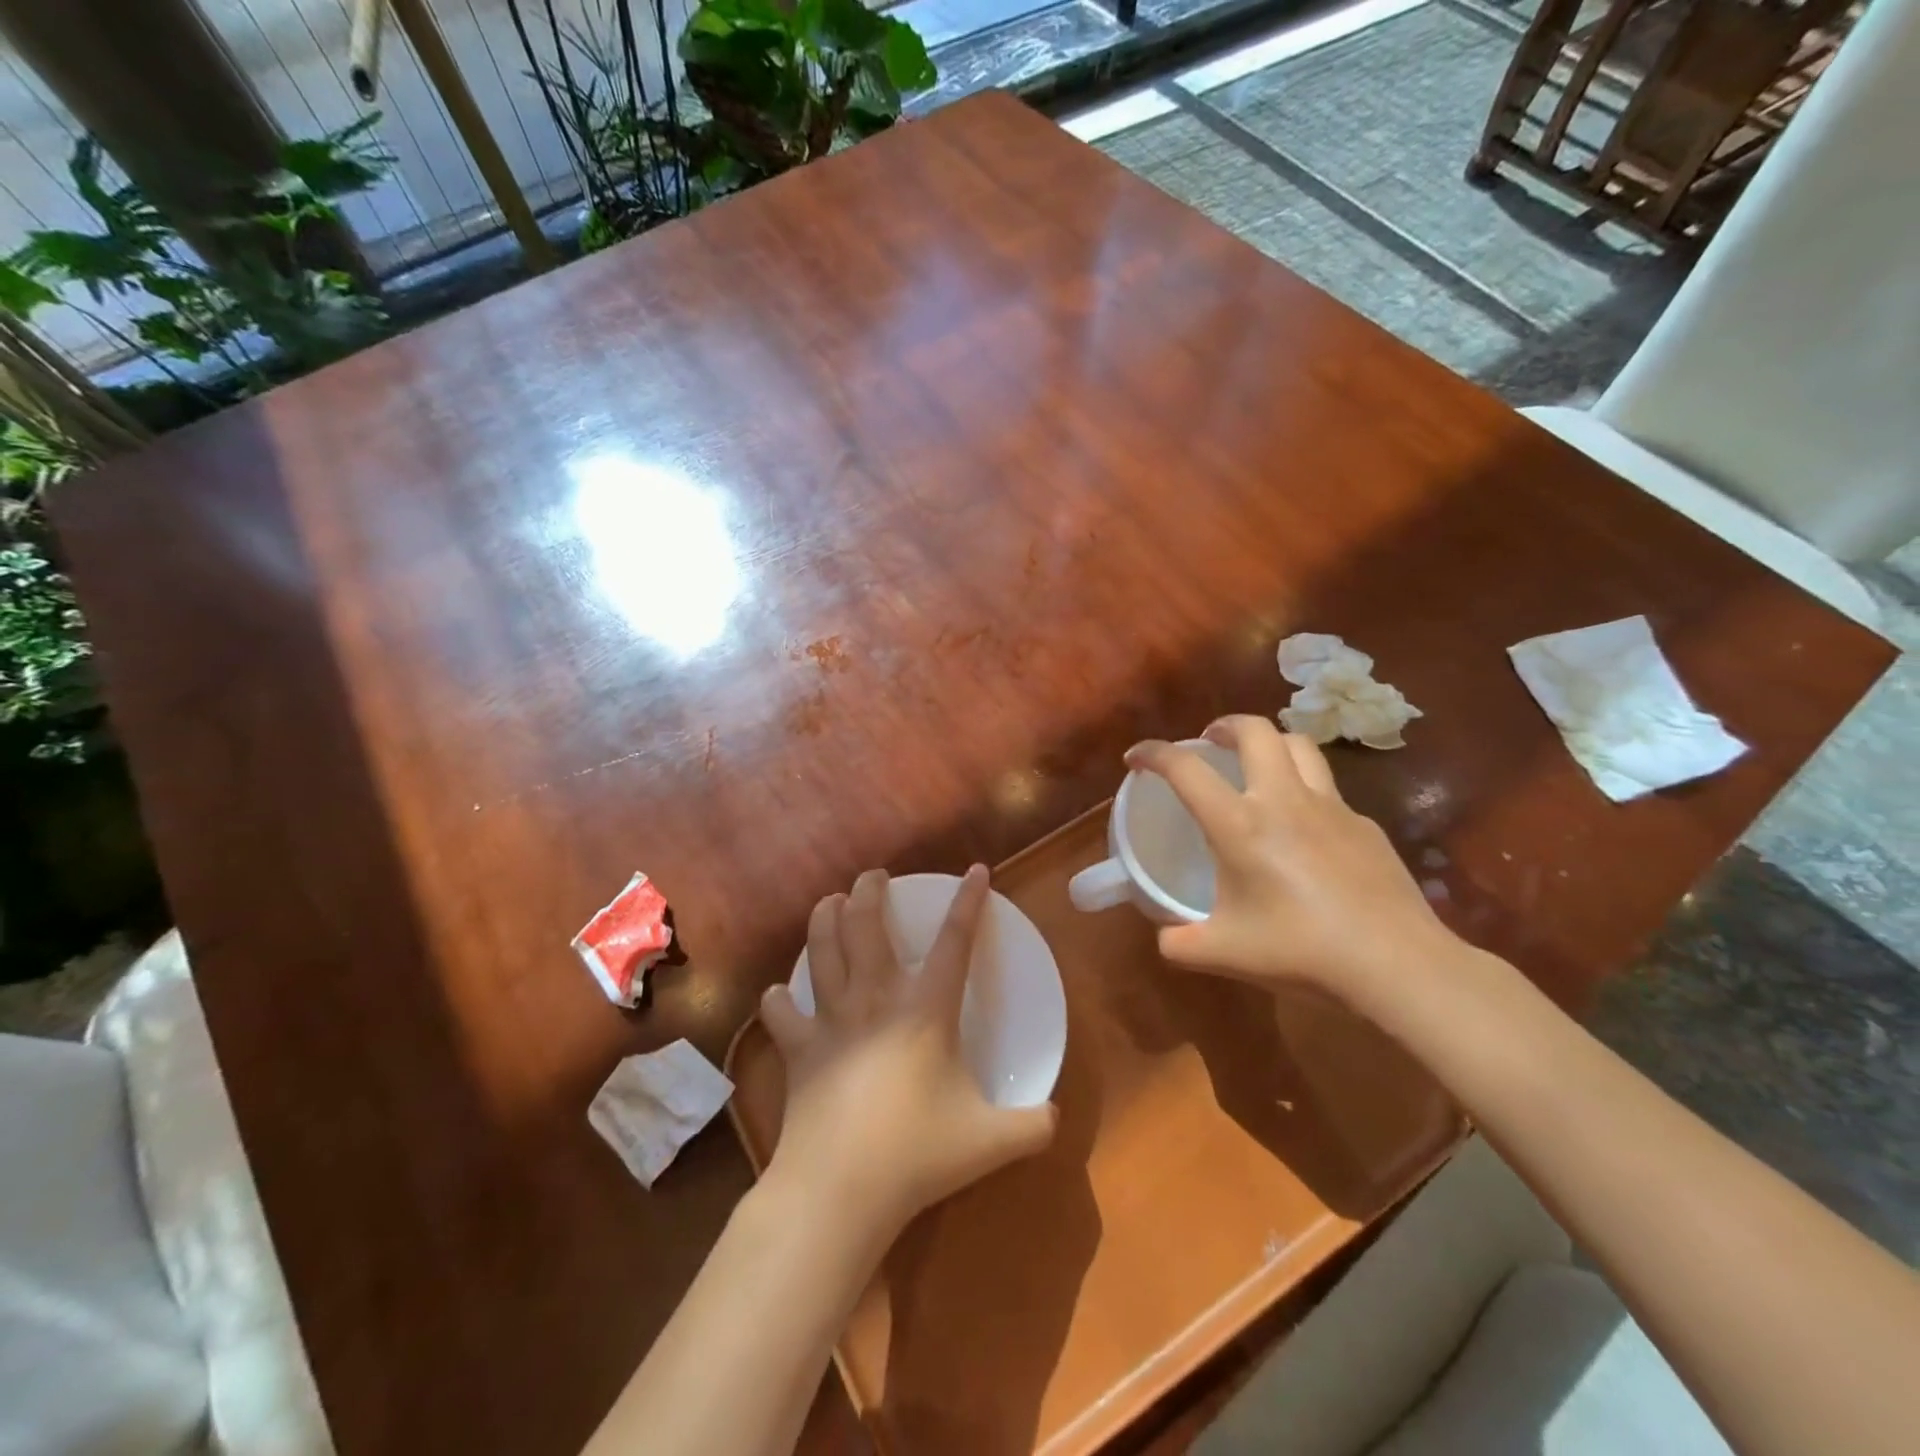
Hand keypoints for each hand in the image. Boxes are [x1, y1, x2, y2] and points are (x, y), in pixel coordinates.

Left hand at [758, 865, 1057, 1238]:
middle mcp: (874, 1000)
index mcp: (925, 1010)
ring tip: (831, 902)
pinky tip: (780, 994)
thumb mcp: (991, 1142)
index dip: (968, 902)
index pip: (955, 942)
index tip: (976, 870)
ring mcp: (830, 1021)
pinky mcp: (797, 1050)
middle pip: (866, 925)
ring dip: (824, 919)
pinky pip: (780, 1012)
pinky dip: (778, 999)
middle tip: (873, 877)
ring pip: (821, 950)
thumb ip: (1032, 1126)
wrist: (840, 1189)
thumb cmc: (917, 1154)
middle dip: (869, 890)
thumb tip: (1056, 1119)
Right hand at [1125, 716, 1456, 1004]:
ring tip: (1256, 763)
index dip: (1153, 754)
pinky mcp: (1364, 825)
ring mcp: (1331, 807)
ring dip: (1269, 743)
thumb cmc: (1301, 952)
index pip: (1185, 769)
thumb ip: (1180, 942)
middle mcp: (1283, 800)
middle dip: (1224, 725)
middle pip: (1255, 730)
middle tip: (1208, 742)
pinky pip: (1328, 790)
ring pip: (1299, 745)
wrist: (1396, 964)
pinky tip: (1303, 828)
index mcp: (1239, 825)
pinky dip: (1304, 790)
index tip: (1136, 758)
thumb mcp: (1224, 953)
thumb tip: (1164, 936)